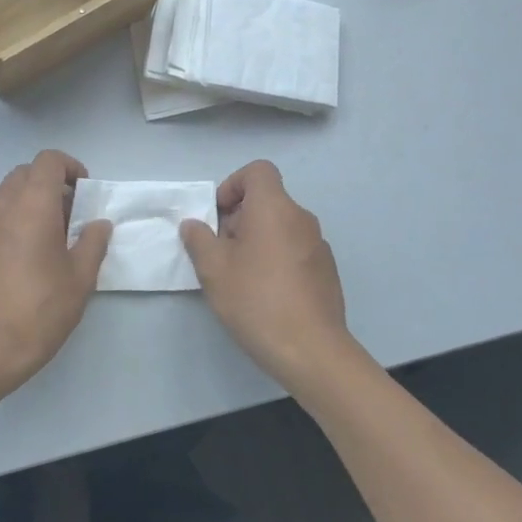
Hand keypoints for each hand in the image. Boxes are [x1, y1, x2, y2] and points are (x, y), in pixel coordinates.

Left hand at [0, 150, 110, 403]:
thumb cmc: (38, 312)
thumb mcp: (79, 280)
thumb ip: (92, 244)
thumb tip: (98, 224)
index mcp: (31, 207)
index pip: (47, 160)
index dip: (69, 168)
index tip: (84, 194)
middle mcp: (0, 208)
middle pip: (24, 174)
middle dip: (50, 184)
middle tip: (70, 216)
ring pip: (6, 197)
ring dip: (30, 204)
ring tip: (49, 241)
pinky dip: (12, 224)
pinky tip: (23, 260)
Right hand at [182, 161, 354, 388]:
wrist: (310, 349)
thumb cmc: (256, 300)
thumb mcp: (213, 269)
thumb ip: (199, 240)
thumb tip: (194, 225)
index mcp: (274, 208)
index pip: (258, 171)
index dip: (233, 185)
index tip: (218, 216)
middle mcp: (301, 219)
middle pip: (267, 201)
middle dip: (239, 219)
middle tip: (220, 252)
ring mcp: (318, 245)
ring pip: (280, 228)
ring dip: (257, 241)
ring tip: (239, 277)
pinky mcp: (326, 271)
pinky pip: (295, 250)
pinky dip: (276, 259)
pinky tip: (265, 294)